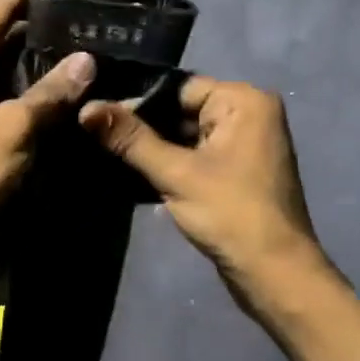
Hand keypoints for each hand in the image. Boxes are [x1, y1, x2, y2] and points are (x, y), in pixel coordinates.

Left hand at [0, 0, 95, 280]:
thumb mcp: (11, 130)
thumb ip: (49, 93)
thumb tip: (88, 60)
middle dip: (41, 29)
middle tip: (91, 16)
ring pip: (3, 69)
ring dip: (39, 62)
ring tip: (89, 44)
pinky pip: (3, 96)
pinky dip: (30, 92)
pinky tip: (66, 87)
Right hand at [80, 76, 331, 311]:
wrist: (274, 273)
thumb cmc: (230, 213)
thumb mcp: (175, 173)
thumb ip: (130, 139)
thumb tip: (85, 108)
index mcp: (243, 101)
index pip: (177, 87)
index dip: (135, 102)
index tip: (94, 114)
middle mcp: (248, 114)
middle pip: (180, 110)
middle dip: (141, 127)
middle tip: (92, 134)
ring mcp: (243, 145)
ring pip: (184, 136)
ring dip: (151, 148)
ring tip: (103, 152)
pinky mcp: (235, 172)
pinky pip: (194, 156)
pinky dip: (167, 164)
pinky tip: (129, 174)